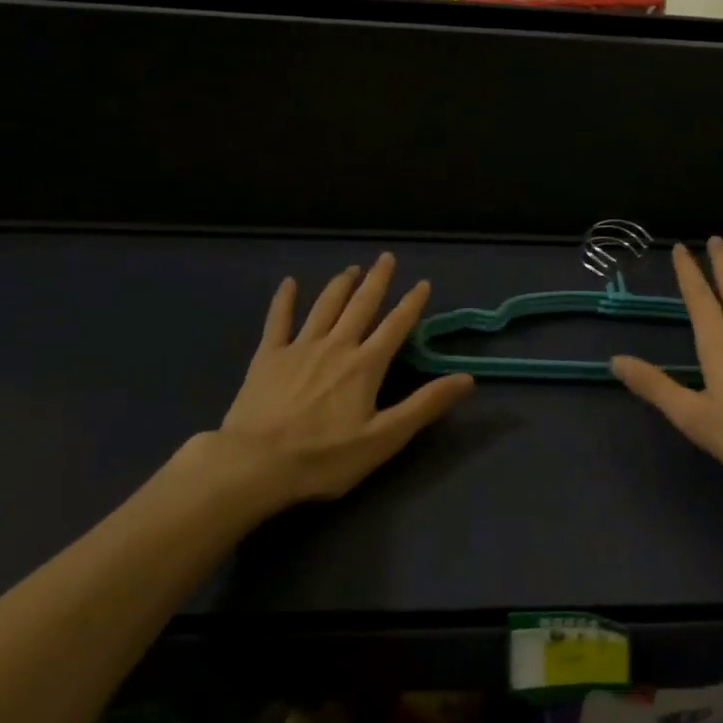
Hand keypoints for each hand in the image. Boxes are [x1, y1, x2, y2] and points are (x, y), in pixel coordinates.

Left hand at [214, 254, 473, 507]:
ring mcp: (300, 347)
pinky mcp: (268, 356)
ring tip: (352, 269)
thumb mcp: (384, 438)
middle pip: (361, 305)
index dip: (411, 304)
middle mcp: (336, 346)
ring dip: (340, 284)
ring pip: (325, 306)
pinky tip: (288, 283)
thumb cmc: (324, 458)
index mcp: (365, 365)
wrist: (255, 465)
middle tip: (386, 257)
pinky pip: (278, 320)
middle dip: (377, 280)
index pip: (395, 326)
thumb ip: (425, 405)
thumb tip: (467, 378)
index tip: (422, 283)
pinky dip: (284, 300)